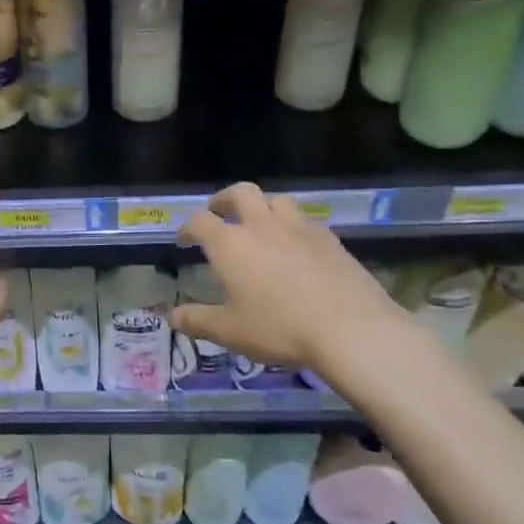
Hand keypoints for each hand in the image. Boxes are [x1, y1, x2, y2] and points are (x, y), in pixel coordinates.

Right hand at [172, 182, 406, 390]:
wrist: (352, 329)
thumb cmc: (280, 328)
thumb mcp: (229, 331)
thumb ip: (197, 320)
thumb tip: (172, 316)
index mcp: (231, 244)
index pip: (200, 221)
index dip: (187, 228)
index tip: (184, 240)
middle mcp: (262, 225)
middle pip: (240, 192)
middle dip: (223, 199)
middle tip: (218, 213)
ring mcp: (300, 228)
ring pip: (276, 200)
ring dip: (262, 206)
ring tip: (259, 224)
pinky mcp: (330, 239)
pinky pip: (305, 221)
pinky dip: (292, 226)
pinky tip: (296, 247)